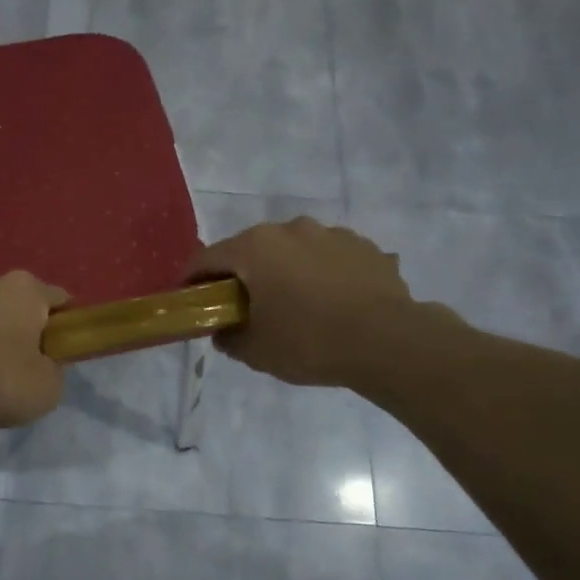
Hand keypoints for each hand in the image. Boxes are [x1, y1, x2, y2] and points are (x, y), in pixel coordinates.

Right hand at [190, 218, 459, 388]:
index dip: (192, 279)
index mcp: (255, 247)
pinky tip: (333, 304)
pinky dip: (322, 275)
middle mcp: (290, 229)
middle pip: (251, 249)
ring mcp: (331, 234)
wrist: (389, 341)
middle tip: (244, 306)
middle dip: (242, 275)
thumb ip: (228, 337)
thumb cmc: (309, 342)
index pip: (207, 258)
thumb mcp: (255, 351)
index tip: (190, 298)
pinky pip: (329, 259)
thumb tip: (223, 330)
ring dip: (286, 272)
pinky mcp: (365, 247)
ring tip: (296, 305)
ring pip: (293, 251)